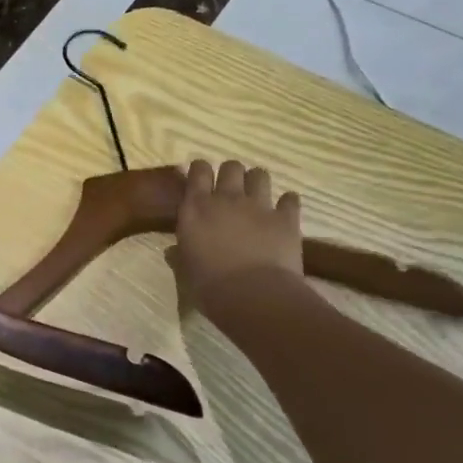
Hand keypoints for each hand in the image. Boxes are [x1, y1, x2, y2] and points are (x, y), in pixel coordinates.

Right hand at [172, 159, 306, 317]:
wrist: (254, 296)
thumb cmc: (210, 286)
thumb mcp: (186, 272)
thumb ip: (180, 256)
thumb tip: (172, 252)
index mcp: (196, 208)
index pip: (198, 171)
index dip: (200, 170)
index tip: (201, 177)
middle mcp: (226, 198)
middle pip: (231, 167)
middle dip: (231, 174)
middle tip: (230, 190)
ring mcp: (258, 206)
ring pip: (260, 175)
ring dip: (257, 182)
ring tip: (256, 196)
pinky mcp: (286, 218)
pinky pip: (290, 199)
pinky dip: (287, 203)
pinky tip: (284, 212)